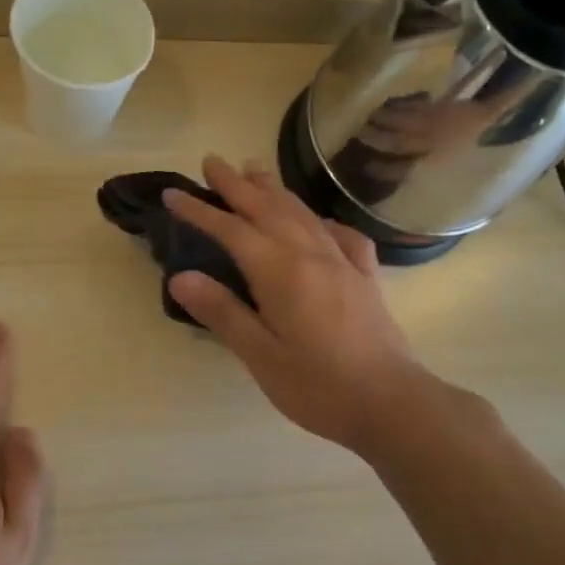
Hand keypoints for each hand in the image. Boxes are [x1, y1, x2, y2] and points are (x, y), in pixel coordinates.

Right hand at [163, 154, 448, 454]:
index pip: (231, 231)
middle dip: (237, 185)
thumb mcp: (260, 356)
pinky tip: (319, 221)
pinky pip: (342, 236)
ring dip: (275, 190)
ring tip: (256, 170)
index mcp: (280, 272)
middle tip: (213, 161)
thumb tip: (181, 277)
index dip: (200, 211)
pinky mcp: (365, 278)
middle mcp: (311, 255)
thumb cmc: (318, 386)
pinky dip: (322, 220)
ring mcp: (343, 263)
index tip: (174, 194)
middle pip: (268, 209)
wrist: (391, 403)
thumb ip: (223, 313)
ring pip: (303, 214)